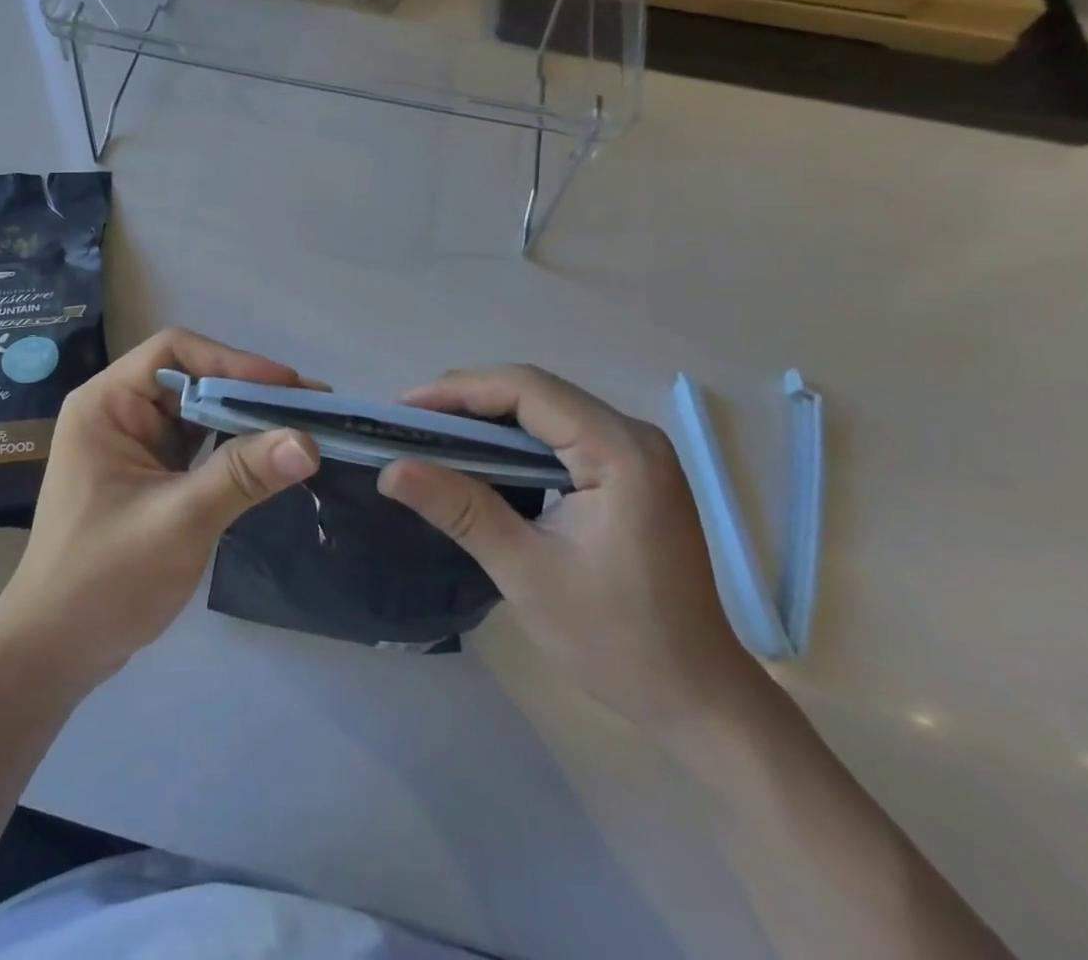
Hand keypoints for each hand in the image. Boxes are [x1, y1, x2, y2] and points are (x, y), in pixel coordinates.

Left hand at [0, 328, 319, 697]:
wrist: (55, 652)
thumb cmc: (104, 580)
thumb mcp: (178, 521)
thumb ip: (241, 475)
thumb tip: (309, 442)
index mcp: (106, 404)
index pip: (174, 352)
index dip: (232, 361)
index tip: (287, 386)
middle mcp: (119, 413)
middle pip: (192, 380)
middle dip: (250, 393)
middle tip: (313, 408)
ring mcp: (135, 446)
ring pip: (200, 414)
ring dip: (248, 421)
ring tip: (304, 428)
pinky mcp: (151, 476)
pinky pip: (199, 447)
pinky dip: (235, 449)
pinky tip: (272, 459)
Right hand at [379, 365, 765, 732]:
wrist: (696, 697)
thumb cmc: (616, 639)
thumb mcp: (526, 572)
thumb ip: (460, 510)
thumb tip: (391, 470)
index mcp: (620, 452)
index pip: (527, 390)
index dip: (459, 391)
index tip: (403, 409)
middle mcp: (633, 436)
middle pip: (536, 392)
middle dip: (468, 400)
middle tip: (411, 423)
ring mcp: (636, 453)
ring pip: (546, 409)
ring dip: (488, 416)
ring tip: (434, 434)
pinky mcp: (630, 472)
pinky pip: (560, 433)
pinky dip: (513, 438)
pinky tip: (481, 457)